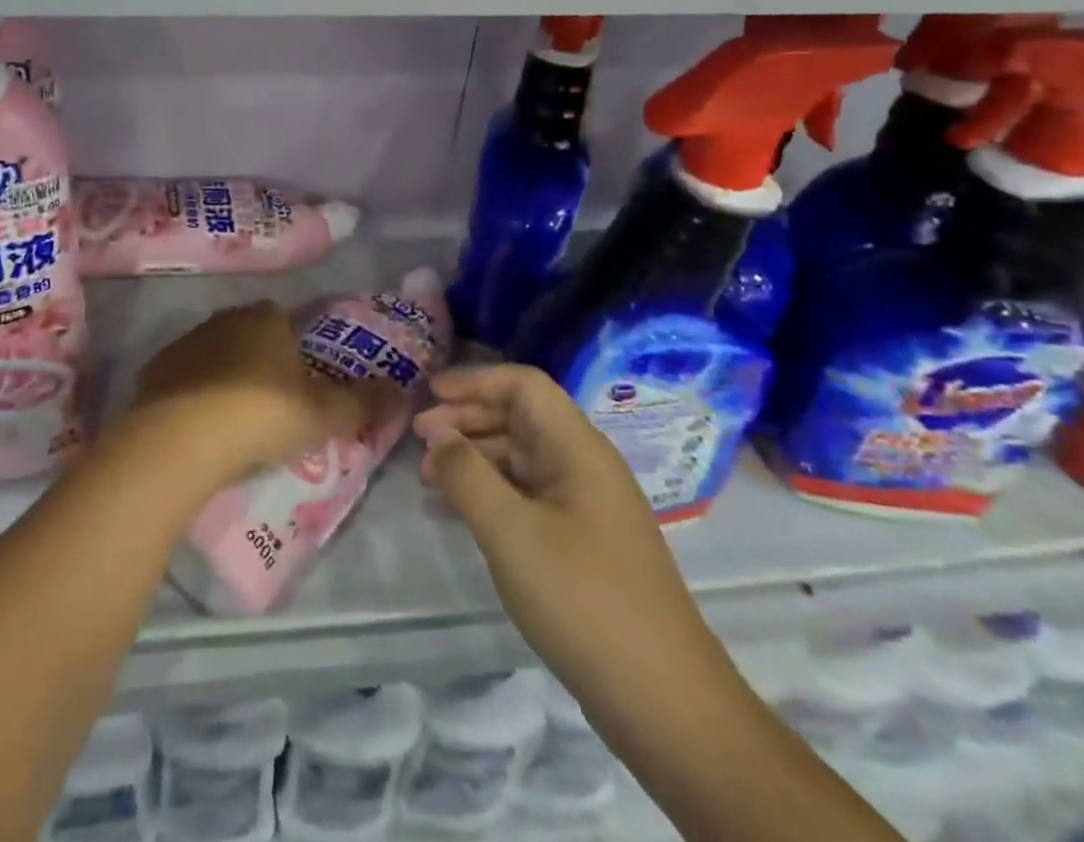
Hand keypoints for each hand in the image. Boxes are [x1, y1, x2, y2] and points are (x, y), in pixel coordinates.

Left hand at [124, 302, 399, 489]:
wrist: (180, 438)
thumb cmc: (261, 414)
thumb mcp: (324, 415)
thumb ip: (364, 402)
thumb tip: (402, 390)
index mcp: (266, 318)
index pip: (286, 319)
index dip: (296, 348)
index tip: (302, 382)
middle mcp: (225, 319)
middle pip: (249, 335)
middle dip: (261, 362)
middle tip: (273, 406)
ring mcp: (186, 342)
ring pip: (214, 355)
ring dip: (225, 378)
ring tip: (236, 422)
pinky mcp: (154, 370)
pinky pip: (183, 379)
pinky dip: (193, 397)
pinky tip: (199, 429)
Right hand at [414, 364, 722, 704]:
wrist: (665, 702)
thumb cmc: (584, 600)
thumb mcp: (512, 533)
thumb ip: (467, 475)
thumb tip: (438, 434)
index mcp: (578, 448)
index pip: (524, 386)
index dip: (475, 382)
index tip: (430, 395)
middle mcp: (584, 466)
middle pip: (520, 418)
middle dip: (466, 420)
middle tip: (419, 438)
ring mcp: (586, 506)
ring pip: (520, 459)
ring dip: (473, 459)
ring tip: (428, 479)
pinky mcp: (582, 543)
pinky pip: (527, 497)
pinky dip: (490, 494)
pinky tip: (456, 513)